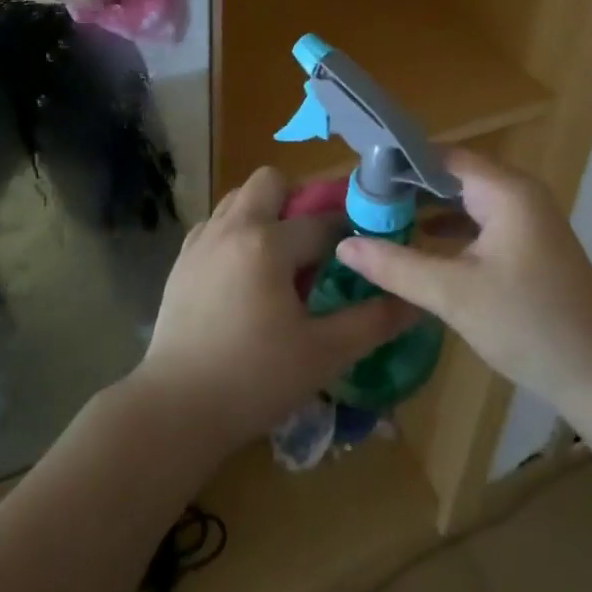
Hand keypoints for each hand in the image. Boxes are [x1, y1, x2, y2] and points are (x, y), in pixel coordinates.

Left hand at [131, 167, 418, 452]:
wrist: (175, 410)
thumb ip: (372, 322)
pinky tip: (244, 276)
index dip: (350, 231)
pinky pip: (216, 224)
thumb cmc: (254, 380)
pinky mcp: (181, 261)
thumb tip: (416, 301)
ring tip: (279, 259)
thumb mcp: (323, 354)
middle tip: (313, 244)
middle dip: (297, 200)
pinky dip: (235, 233)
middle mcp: (232, 228)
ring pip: (239, 198)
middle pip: (270, 181)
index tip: (366, 244)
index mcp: (268, 243)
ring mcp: (201, 241)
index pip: (321, 221)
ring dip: (264, 213)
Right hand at [334, 149, 591, 407]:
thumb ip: (396, 265)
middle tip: (361, 200)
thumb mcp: (454, 294)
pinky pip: (479, 220)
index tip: (359, 177)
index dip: (398, 162)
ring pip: (465, 198)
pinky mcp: (529, 243)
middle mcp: (518, 193)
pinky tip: (419, 241)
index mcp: (506, 190)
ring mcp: (527, 218)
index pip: (441, 156)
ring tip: (380, 217)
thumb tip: (344, 244)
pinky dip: (448, 227)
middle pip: (452, 174)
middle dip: (408, 186)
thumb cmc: (529, 325)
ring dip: (426, 206)